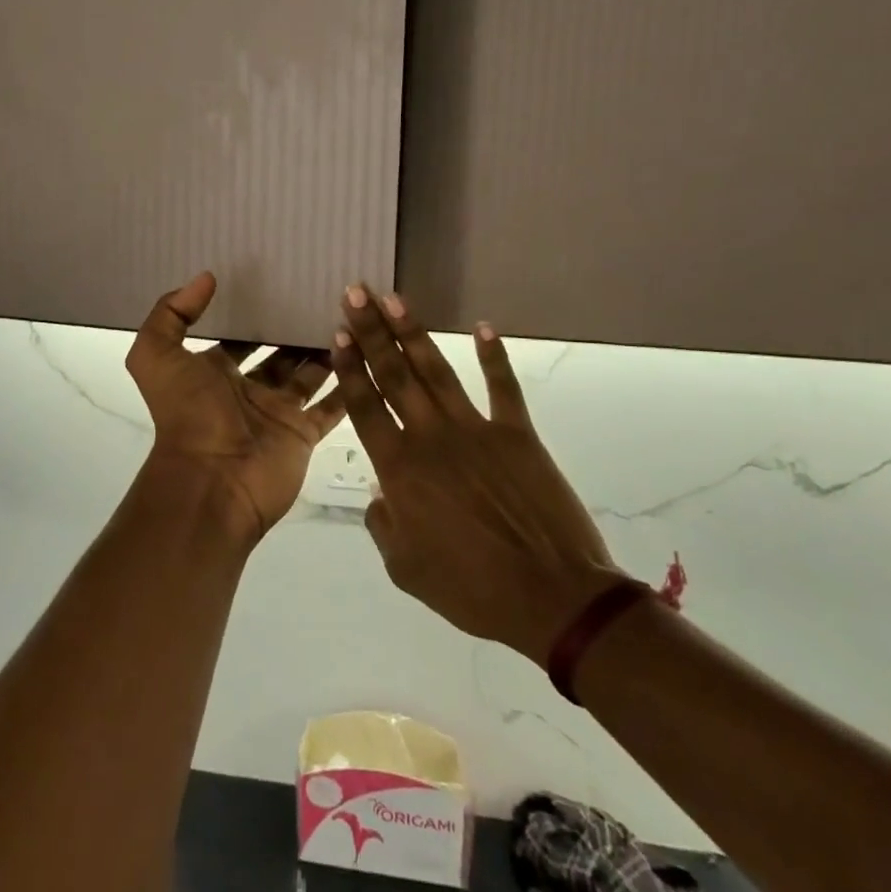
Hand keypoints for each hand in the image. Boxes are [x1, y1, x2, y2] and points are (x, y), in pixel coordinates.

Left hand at [125, 273, 345, 540]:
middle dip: (295, 328)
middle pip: (277, 352)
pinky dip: (348, 385)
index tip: (279, 280)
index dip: (253, 312)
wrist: (212, 483)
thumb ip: (171, 314)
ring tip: (352, 314)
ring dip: (325, 350)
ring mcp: (278, 412)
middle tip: (325, 292)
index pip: (237, 336)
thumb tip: (206, 278)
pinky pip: (331, 406)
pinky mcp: (303, 433)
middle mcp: (247, 390)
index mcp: (212, 372)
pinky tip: (368, 353)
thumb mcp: (156, 357)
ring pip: (308, 374)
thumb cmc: (186, 415)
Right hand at [332, 284, 624, 657]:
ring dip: (413, 333)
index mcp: (400, 470)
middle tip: (355, 293)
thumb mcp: (406, 569)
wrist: (552, 598)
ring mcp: (477, 431)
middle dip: (372, 331)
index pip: (366, 406)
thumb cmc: (472, 589)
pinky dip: (494, 356)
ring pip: (437, 372)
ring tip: (394, 299)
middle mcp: (431, 438)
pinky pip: (503, 387)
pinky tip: (484, 327)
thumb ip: (383, 525)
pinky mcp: (518, 435)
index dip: (350, 367)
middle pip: (395, 375)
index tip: (339, 333)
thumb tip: (380, 495)